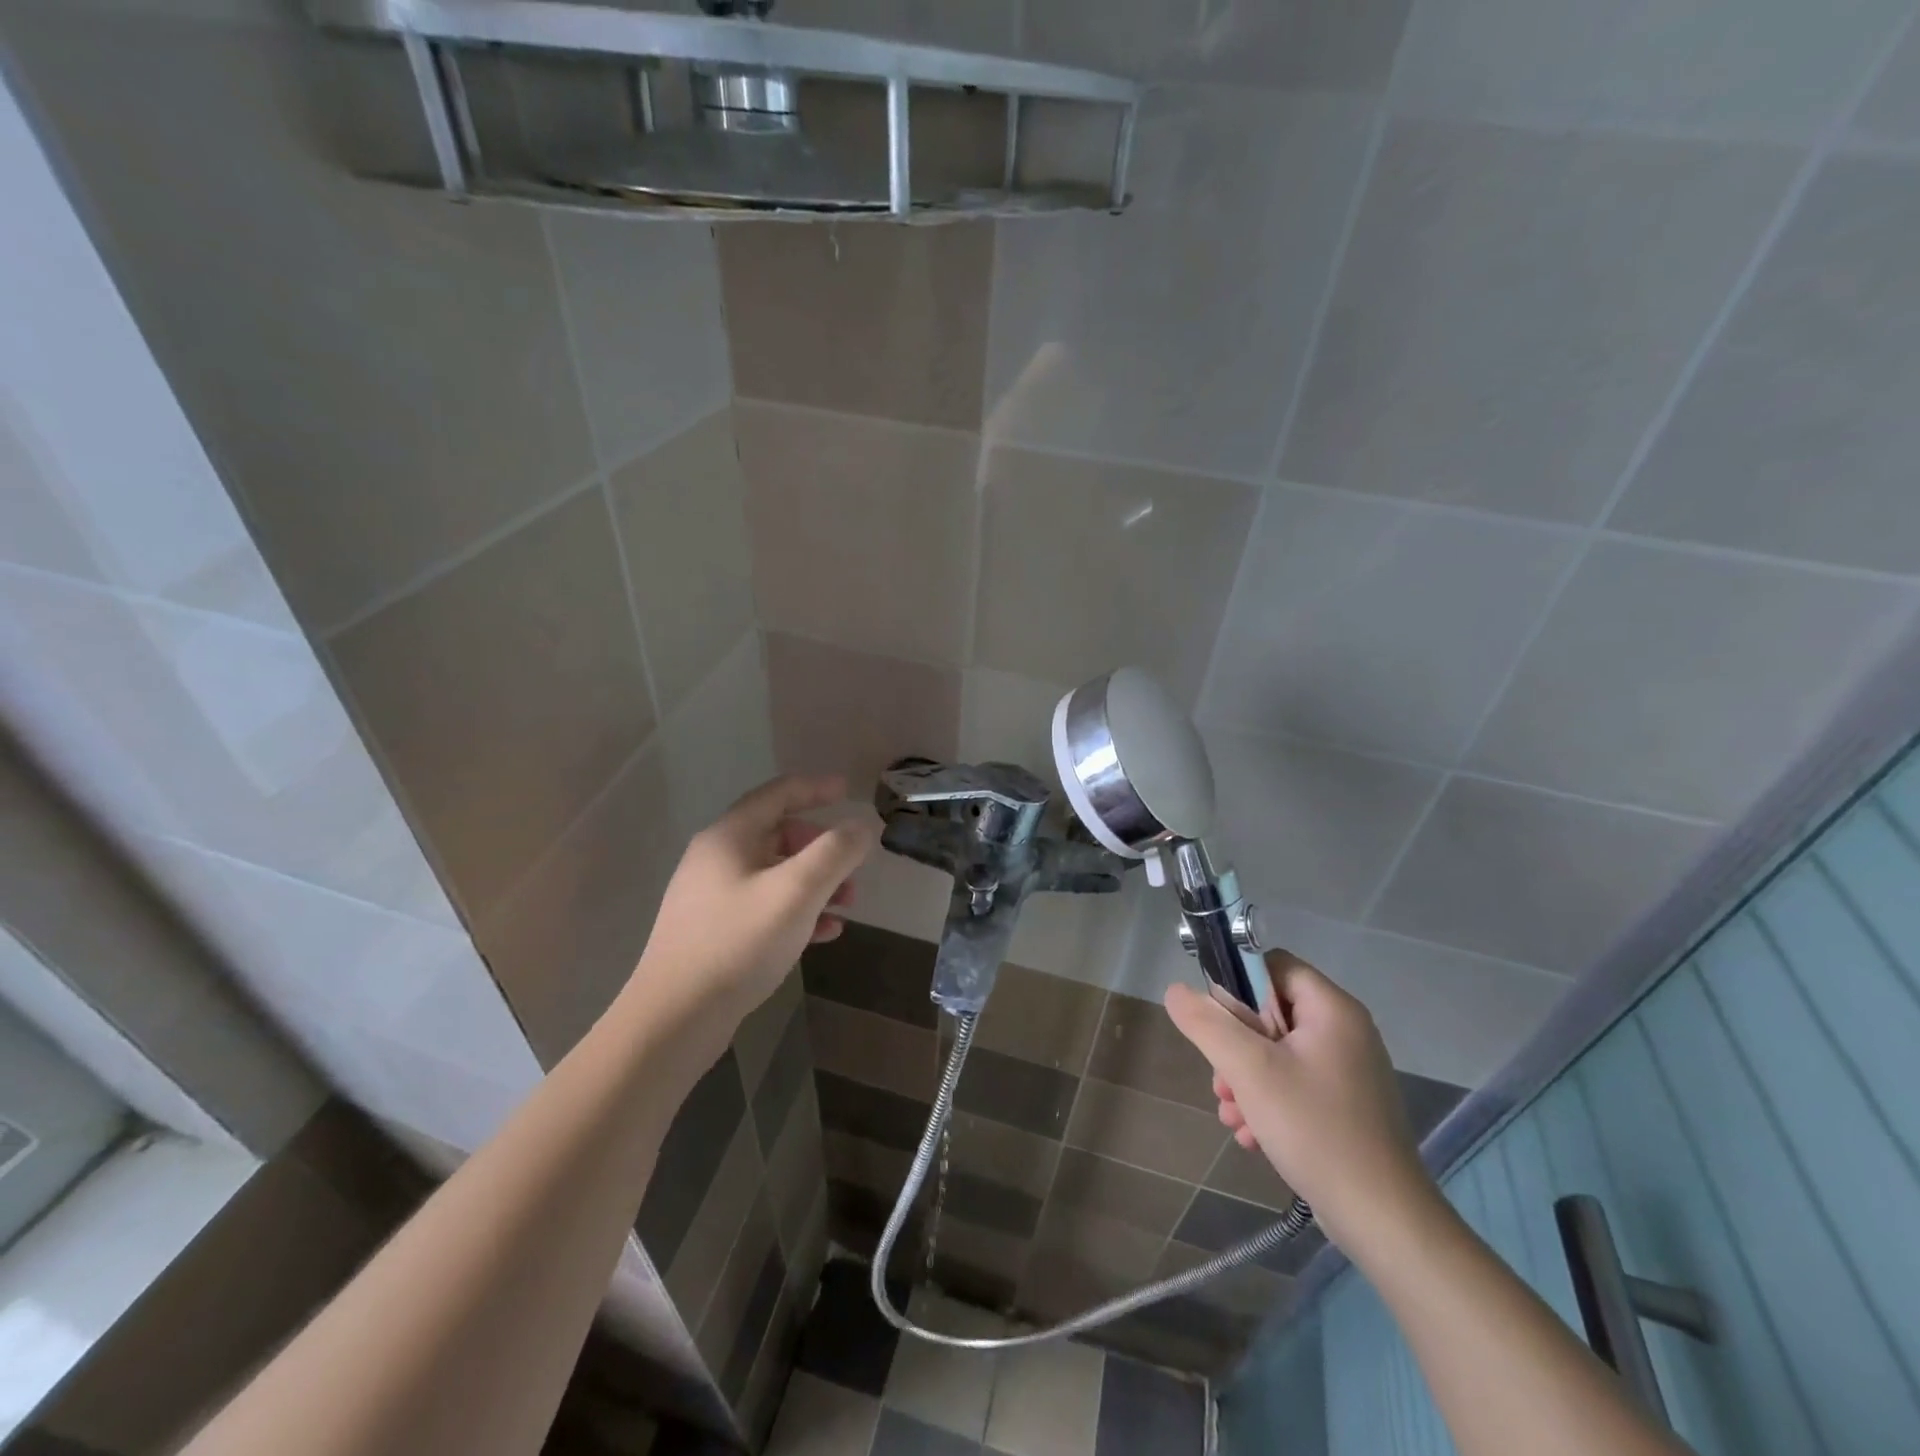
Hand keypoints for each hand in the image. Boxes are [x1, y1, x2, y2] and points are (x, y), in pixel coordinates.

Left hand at [629, 775, 878, 1030]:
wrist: (676, 1017)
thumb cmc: (739, 942)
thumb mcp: (797, 891)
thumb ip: (835, 852)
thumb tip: (862, 826)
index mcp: (729, 837)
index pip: (778, 794)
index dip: (816, 788)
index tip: (849, 791)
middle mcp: (716, 858)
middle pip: (778, 835)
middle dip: (822, 848)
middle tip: (852, 868)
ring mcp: (711, 897)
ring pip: (775, 874)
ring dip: (815, 883)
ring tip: (847, 905)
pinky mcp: (713, 931)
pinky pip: (764, 907)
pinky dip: (797, 911)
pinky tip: (824, 934)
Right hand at [1164, 952, 1437, 1256]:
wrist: (1384, 1222)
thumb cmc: (1315, 1129)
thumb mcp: (1249, 1070)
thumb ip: (1208, 1024)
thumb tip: (1176, 991)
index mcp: (1332, 1009)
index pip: (1273, 966)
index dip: (1239, 986)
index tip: (1219, 1023)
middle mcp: (1345, 1032)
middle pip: (1271, 1013)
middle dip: (1236, 1045)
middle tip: (1222, 1081)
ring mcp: (1349, 1072)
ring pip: (1278, 1054)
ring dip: (1246, 1079)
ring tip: (1231, 1115)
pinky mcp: (1347, 1107)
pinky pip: (1295, 1085)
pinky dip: (1269, 1102)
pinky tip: (1252, 1136)